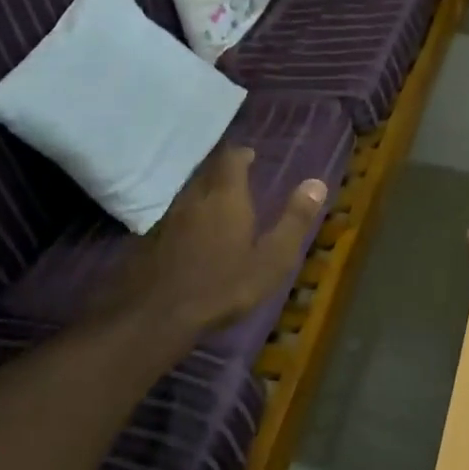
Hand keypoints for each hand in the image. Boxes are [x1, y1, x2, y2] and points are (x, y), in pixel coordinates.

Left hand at [106, 145, 327, 334]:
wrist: (158, 314)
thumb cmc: (224, 285)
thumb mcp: (272, 259)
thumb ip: (294, 220)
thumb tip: (317, 182)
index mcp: (226, 197)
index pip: (231, 160)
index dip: (241, 155)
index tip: (250, 156)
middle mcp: (195, 198)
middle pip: (207, 172)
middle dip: (222, 171)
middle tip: (237, 177)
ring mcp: (169, 217)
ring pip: (189, 192)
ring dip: (204, 191)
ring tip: (218, 203)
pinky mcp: (151, 238)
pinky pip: (175, 215)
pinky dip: (189, 215)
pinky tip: (193, 233)